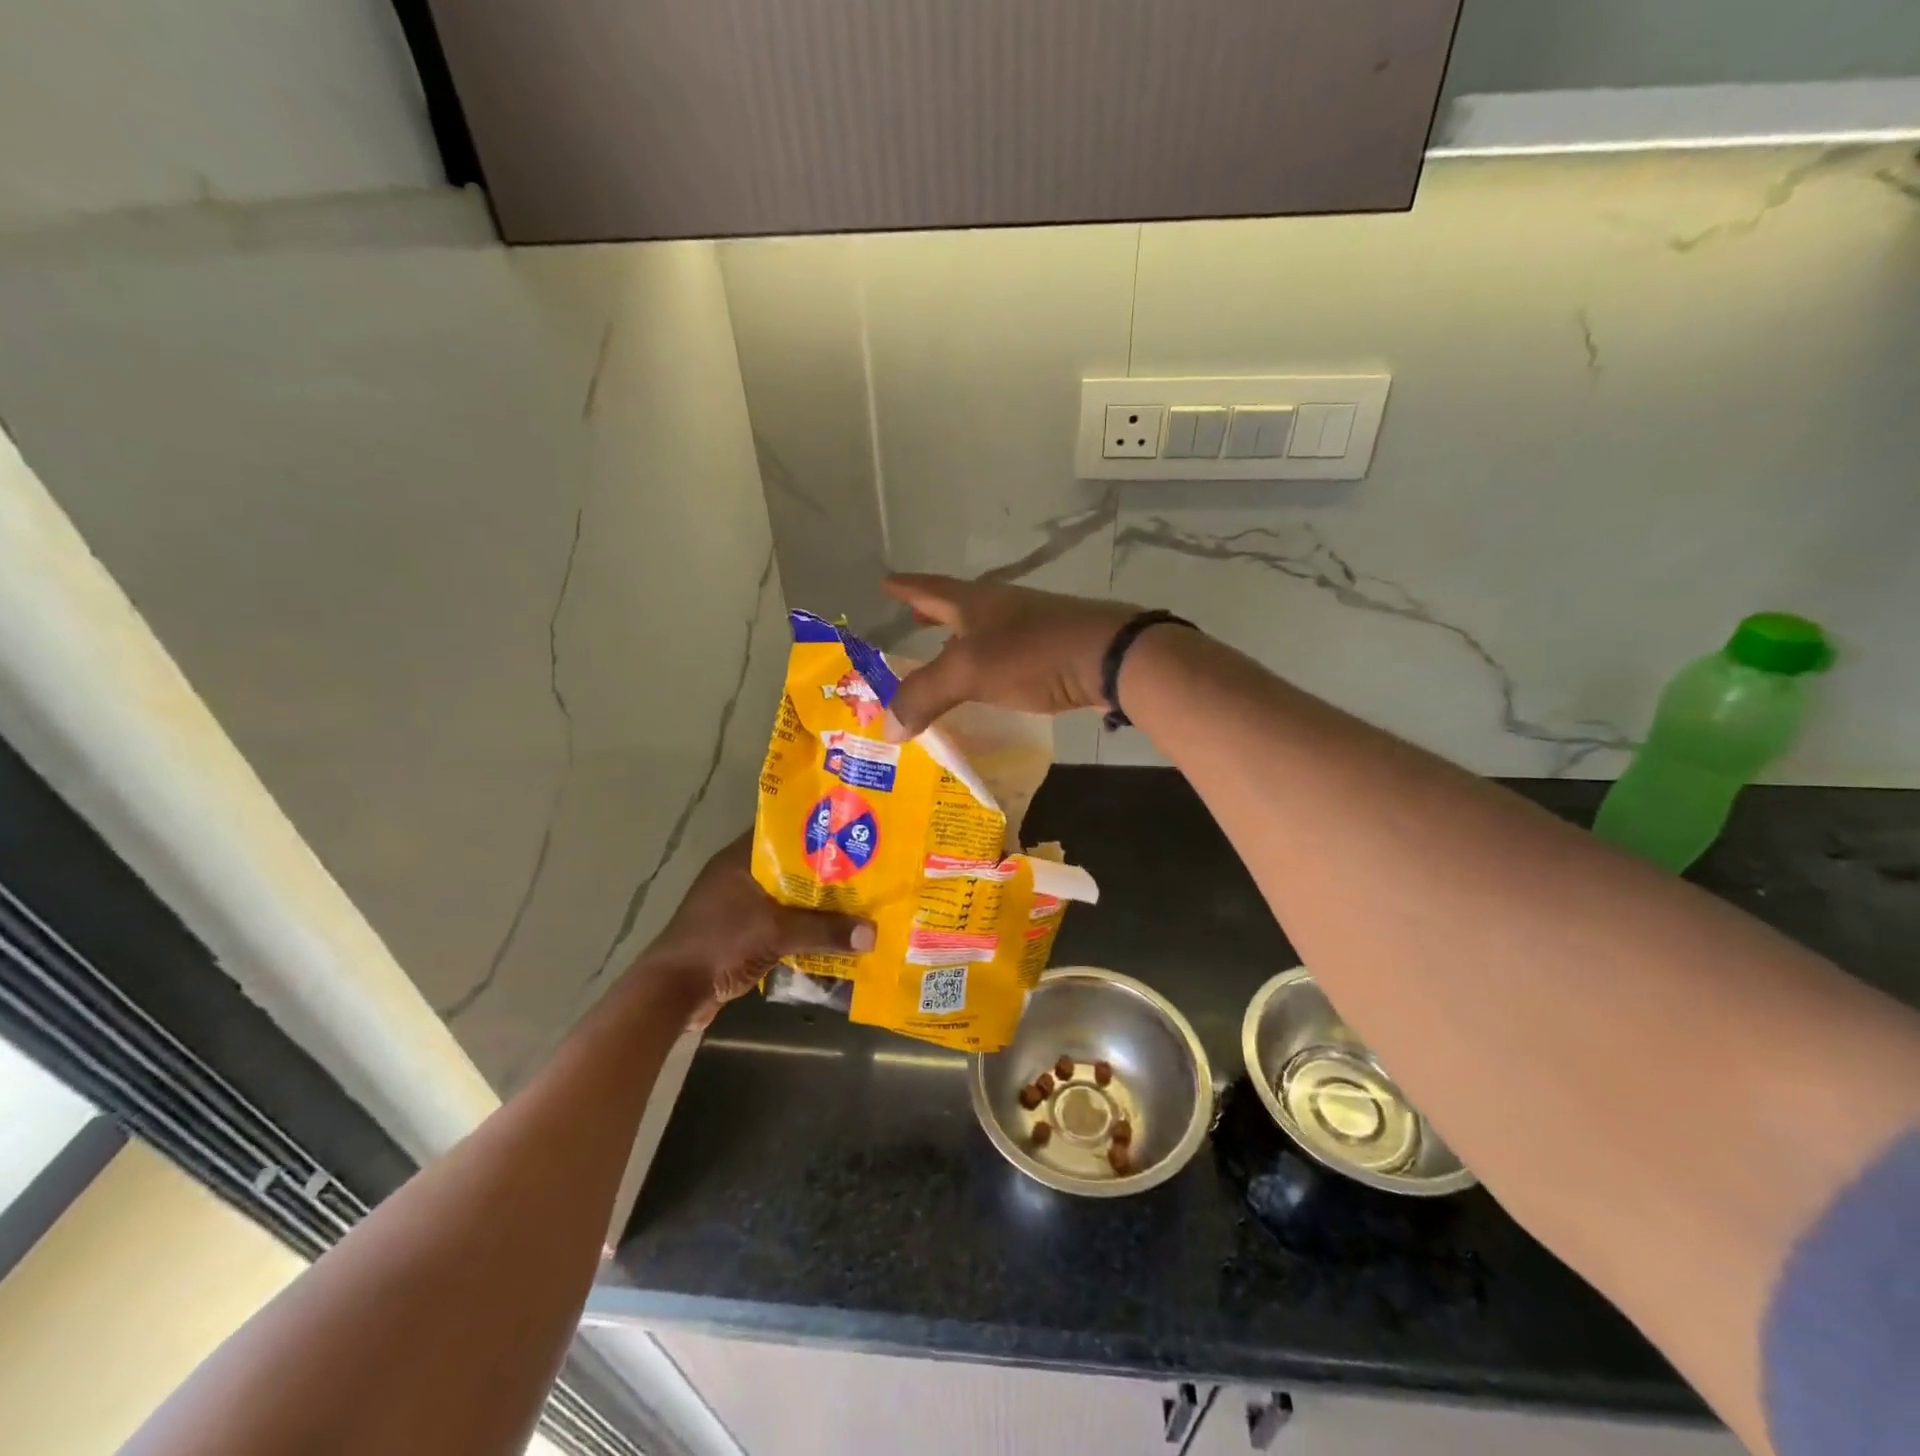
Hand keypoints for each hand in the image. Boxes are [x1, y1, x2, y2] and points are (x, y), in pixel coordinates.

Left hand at [643, 835, 873, 1028]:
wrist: (672, 992)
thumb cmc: (720, 944)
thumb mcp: (776, 933)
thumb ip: (824, 931)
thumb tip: (872, 934)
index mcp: (741, 860)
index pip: (784, 831)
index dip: (817, 830)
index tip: (852, 831)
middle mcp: (738, 875)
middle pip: (790, 865)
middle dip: (824, 871)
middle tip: (864, 869)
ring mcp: (737, 905)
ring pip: (785, 895)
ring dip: (813, 902)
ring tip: (854, 901)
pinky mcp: (739, 931)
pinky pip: (779, 920)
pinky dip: (800, 925)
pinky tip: (829, 933)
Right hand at [881, 574, 1141, 736]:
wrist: (1109, 657)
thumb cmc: (1032, 653)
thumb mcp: (968, 672)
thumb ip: (924, 696)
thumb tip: (886, 728)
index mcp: (974, 602)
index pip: (929, 589)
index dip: (905, 587)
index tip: (885, 582)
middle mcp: (1000, 607)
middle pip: (958, 606)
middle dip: (932, 612)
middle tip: (911, 617)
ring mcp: (1029, 627)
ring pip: (983, 630)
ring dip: (960, 639)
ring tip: (942, 654)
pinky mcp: (1052, 650)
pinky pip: (1006, 654)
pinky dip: (987, 663)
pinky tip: (988, 681)